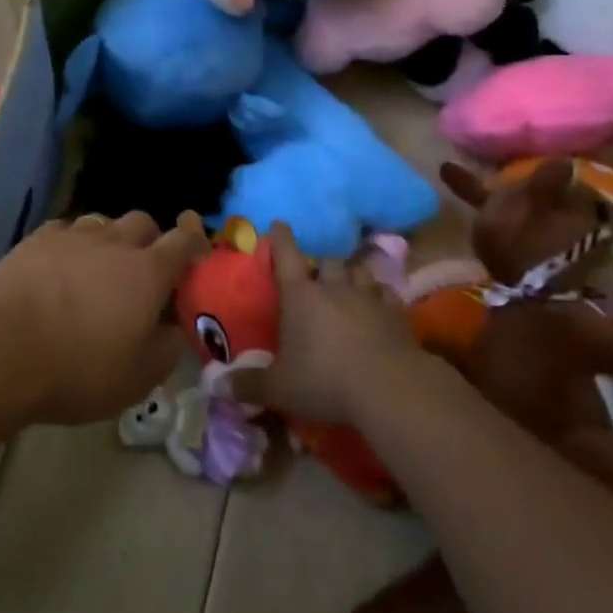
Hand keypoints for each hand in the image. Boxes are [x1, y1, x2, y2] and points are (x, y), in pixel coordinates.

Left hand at [0, 211, 210, 424]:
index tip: (196, 249)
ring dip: (109, 240)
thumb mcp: (138, 377)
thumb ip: (167, 347)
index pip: (183, 241)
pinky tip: (60, 265)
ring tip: (98, 267)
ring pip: (102, 222)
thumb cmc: (78, 368)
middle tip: (142, 269)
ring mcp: (73, 236)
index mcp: (147, 272)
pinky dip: (72, 244)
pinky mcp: (36, 239)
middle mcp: (114, 243)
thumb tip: (174, 327)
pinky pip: (65, 230)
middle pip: (143, 222)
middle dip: (150, 240)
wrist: (1, 349)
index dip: (194, 241)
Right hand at [238, 222, 416, 423]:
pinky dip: (380, 295)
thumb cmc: (324, 381)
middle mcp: (334, 288)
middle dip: (320, 266)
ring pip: (359, 272)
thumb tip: (215, 386)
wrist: (389, 389)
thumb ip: (248, 384)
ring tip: (348, 286)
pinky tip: (379, 303)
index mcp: (300, 295)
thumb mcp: (279, 388)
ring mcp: (368, 298)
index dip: (281, 238)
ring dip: (351, 276)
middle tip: (316, 278)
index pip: (287, 255)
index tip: (279, 223)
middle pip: (327, 261)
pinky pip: (386, 294)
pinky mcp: (397, 314)